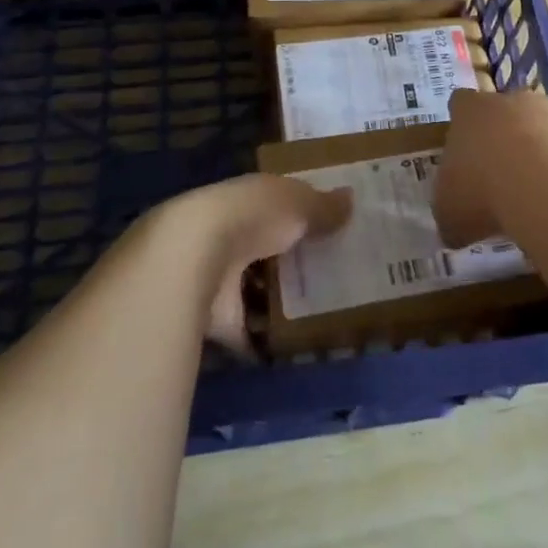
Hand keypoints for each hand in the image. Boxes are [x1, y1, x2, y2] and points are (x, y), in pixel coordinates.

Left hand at [168, 173, 351, 354]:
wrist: (196, 258)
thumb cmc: (253, 216)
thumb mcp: (298, 203)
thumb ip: (324, 205)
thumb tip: (352, 198)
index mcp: (248, 199)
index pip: (276, 205)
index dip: (300, 215)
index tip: (329, 229)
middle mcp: (229, 233)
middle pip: (265, 248)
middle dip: (289, 261)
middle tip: (331, 276)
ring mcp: (219, 276)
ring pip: (253, 288)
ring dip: (275, 301)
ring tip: (321, 315)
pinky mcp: (215, 318)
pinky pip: (246, 331)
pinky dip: (263, 340)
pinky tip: (294, 349)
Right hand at [435, 87, 547, 248]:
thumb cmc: (484, 190)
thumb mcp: (449, 212)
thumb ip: (449, 211)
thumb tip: (454, 225)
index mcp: (469, 111)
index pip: (460, 104)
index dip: (461, 125)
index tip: (463, 150)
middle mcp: (508, 100)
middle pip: (502, 111)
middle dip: (501, 138)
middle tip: (499, 176)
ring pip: (539, 126)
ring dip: (537, 151)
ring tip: (536, 191)